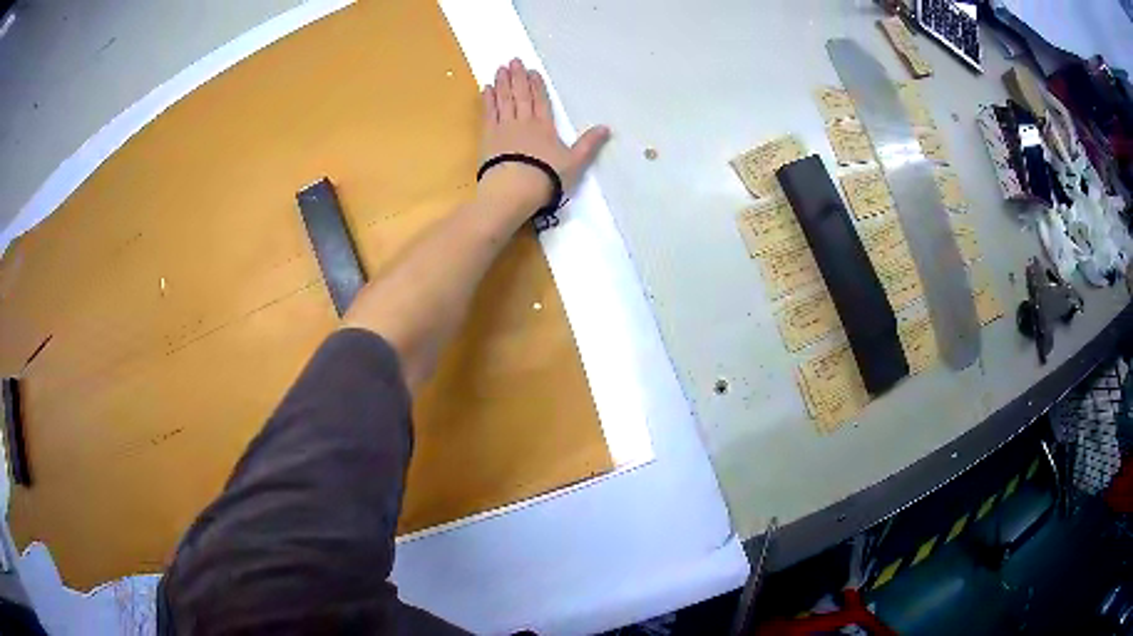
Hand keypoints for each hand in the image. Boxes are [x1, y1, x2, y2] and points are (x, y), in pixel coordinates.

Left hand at [479, 58, 609, 215]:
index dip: (537, 85)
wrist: (514, 189)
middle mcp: (524, 122)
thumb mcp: (574, 162)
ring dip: (502, 83)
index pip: (541, 101)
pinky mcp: (488, 137)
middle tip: (513, 61)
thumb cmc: (546, 177)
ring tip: (500, 68)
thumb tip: (607, 128)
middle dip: (518, 77)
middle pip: (521, 95)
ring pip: (504, 100)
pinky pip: (488, 113)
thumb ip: (589, 144)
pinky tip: (486, 88)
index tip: (532, 71)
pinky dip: (488, 100)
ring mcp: (504, 128)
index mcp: (545, 126)